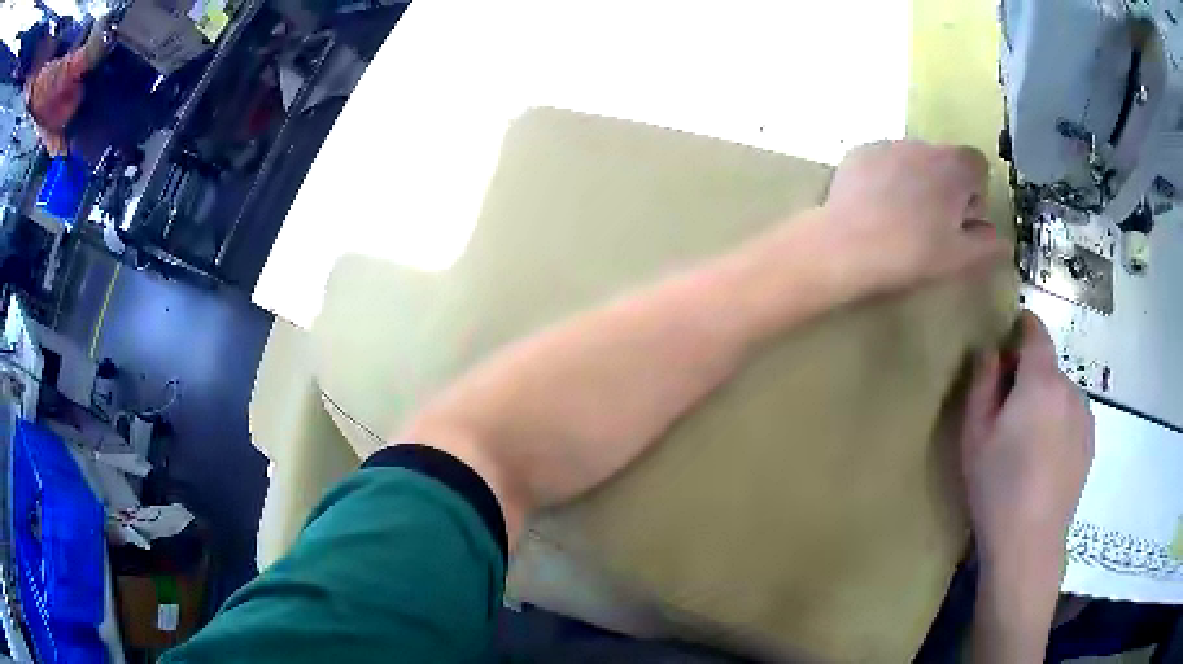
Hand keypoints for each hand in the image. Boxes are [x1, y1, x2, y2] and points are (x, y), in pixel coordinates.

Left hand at [822, 140, 1002, 293]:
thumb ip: (988, 246)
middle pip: (946, 161)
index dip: (976, 191)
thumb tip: (1002, 239)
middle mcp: (922, 145)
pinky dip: (888, 179)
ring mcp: (887, 145)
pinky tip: (876, 209)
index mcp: (953, 167)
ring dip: (917, 182)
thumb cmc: (912, 253)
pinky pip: (885, 162)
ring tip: (901, 219)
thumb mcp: (960, 258)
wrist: (845, 246)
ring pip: (914, 160)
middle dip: (947, 187)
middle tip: (933, 225)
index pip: (977, 163)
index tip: (963, 219)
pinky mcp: (858, 153)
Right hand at [962, 312, 1093, 577]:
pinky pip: (1072, 418)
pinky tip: (1045, 462)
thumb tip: (991, 350)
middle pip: (1048, 366)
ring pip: (1061, 394)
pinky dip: (1059, 425)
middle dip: (1029, 376)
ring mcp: (1084, 417)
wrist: (1029, 544)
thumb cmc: (997, 487)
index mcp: (1041, 380)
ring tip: (1028, 444)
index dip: (1021, 328)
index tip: (1006, 342)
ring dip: (1045, 403)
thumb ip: (983, 383)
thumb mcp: (975, 435)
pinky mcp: (1089, 443)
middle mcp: (1069, 388)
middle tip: (1008, 414)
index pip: (1035, 331)